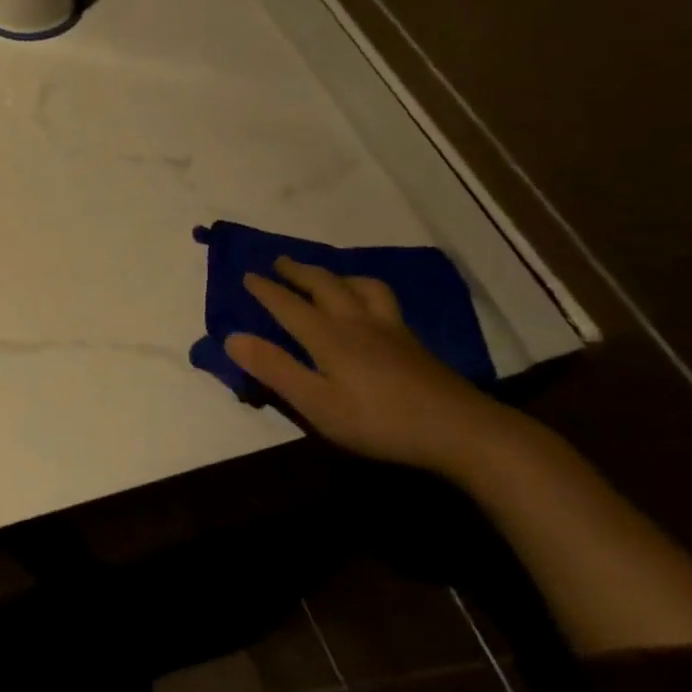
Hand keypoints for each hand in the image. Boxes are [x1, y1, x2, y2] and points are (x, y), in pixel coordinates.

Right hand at [223, 258, 515, 476]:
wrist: (459, 429)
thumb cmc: (377, 420)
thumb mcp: (315, 402)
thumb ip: (274, 368)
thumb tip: (232, 336)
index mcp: (329, 336)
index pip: (288, 305)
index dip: (266, 290)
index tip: (247, 275)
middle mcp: (357, 322)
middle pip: (325, 285)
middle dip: (299, 272)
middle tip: (281, 262)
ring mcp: (390, 330)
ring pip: (361, 287)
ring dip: (337, 275)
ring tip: (327, 276)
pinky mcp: (412, 343)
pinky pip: (383, 299)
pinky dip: (366, 289)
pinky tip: (371, 304)